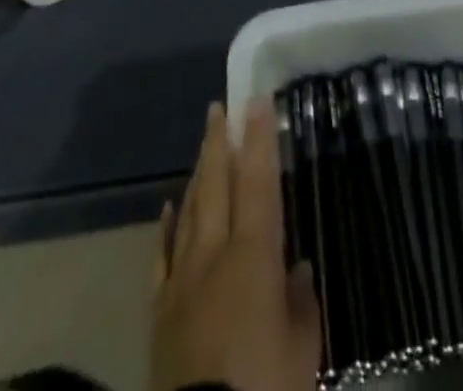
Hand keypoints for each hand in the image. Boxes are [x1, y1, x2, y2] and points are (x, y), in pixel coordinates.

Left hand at [151, 101, 320, 390]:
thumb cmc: (265, 389)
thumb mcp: (303, 352)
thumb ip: (300, 304)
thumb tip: (297, 269)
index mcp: (253, 255)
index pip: (257, 181)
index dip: (258, 138)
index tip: (257, 100)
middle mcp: (214, 255)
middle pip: (216, 184)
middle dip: (218, 142)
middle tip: (219, 106)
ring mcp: (182, 281)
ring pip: (189, 211)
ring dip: (198, 174)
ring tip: (204, 145)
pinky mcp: (160, 313)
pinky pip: (162, 258)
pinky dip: (167, 228)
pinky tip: (168, 207)